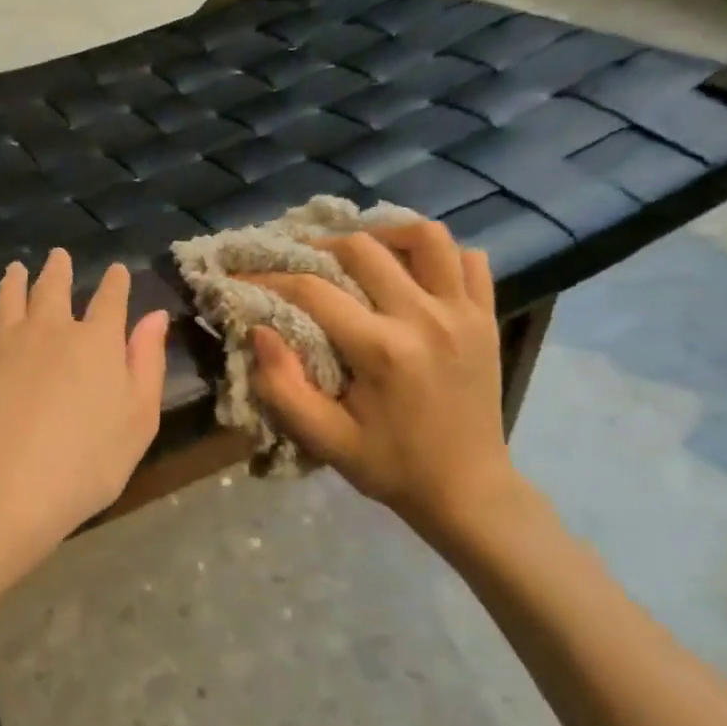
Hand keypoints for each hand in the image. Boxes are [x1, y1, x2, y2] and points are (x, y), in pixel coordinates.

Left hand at [0, 250, 169, 573]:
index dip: (115, 283)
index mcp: (97, 342)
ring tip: (16, 268)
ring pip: (11, 296)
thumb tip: (155, 317)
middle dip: (60, 269)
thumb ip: (147, 365)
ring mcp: (4, 339)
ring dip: (15, 279)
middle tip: (58, 256)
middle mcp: (51, 328)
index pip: (111, 300)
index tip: (116, 270)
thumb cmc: (83, 465)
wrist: (1, 486)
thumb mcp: (138, 422)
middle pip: (55, 287)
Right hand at [242, 221, 525, 549]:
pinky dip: (439, 256)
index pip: (312, 291)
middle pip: (363, 249)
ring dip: (385, 234)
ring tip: (360, 252)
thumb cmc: (390, 466)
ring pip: (427, 237)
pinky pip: (469, 261)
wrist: (468, 490)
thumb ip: (283, 387)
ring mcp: (463, 314)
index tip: (240, 277)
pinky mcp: (486, 318)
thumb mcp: (325, 439)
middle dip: (319, 248)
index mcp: (382, 350)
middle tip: (298, 262)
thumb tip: (259, 331)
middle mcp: (425, 318)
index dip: (267, 279)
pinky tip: (413, 273)